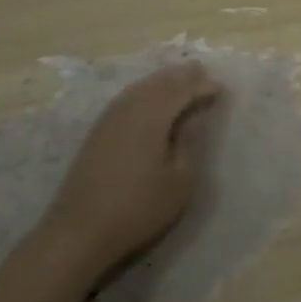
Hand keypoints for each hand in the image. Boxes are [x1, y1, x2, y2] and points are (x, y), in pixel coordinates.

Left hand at [44, 61, 222, 277]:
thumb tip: (193, 117)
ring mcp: (110, 118)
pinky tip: (148, 98)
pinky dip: (144, 91)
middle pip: (160, 82)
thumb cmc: (138, 208)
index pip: (183, 90)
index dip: (203, 87)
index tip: (221, 89)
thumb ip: (189, 143)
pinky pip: (127, 97)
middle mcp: (130, 107)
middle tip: (201, 70)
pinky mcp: (98, 131)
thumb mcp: (180, 181)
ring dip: (162, 80)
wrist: (80, 231)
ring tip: (179, 78)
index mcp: (153, 115)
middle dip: (182, 75)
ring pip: (141, 87)